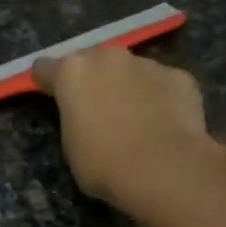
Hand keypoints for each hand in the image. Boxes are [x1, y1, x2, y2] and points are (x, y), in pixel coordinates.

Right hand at [31, 48, 221, 214]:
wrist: (162, 169)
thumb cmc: (103, 163)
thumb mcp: (71, 146)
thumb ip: (74, 119)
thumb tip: (88, 117)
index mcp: (72, 72)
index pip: (46, 67)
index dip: (48, 83)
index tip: (51, 96)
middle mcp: (108, 58)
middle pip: (93, 62)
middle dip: (94, 80)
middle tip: (99, 110)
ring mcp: (147, 64)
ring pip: (131, 71)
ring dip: (129, 87)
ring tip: (138, 120)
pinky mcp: (180, 76)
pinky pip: (163, 84)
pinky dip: (161, 98)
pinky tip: (166, 123)